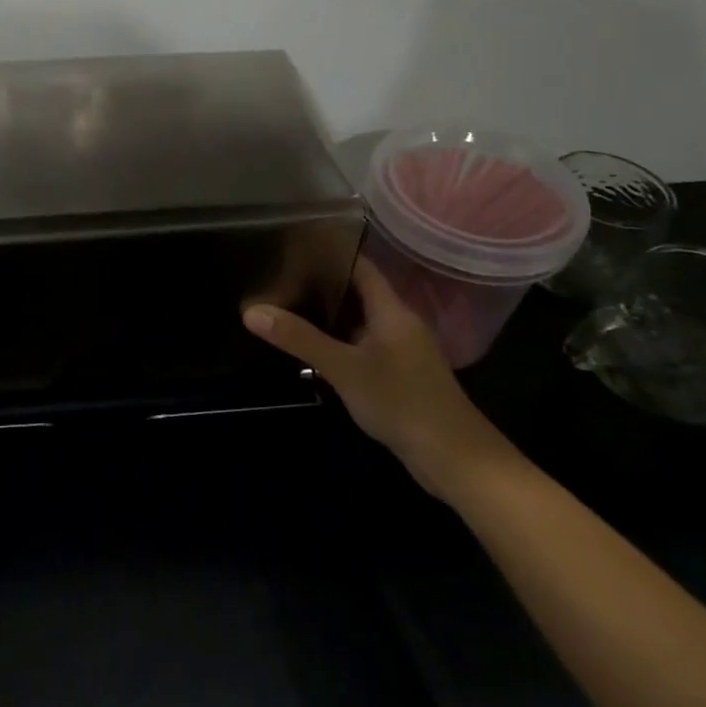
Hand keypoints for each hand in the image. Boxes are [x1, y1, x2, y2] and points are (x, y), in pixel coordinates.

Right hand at [244, 259, 518, 501]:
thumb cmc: (401, 401)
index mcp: (391, 310)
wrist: (454, 458)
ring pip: (359, 322)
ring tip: (285, 308)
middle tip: (278, 279)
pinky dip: (338, 343)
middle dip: (320, 285)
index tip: (292, 248)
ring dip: (328, 317)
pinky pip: (363, 347)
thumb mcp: (343, 368)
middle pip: (357, 293)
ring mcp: (401, 351)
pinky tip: (311, 350)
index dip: (330, 253)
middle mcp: (398, 324)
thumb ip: (299, 338)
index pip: (360, 267)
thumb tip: (251, 311)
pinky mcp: (399, 376)